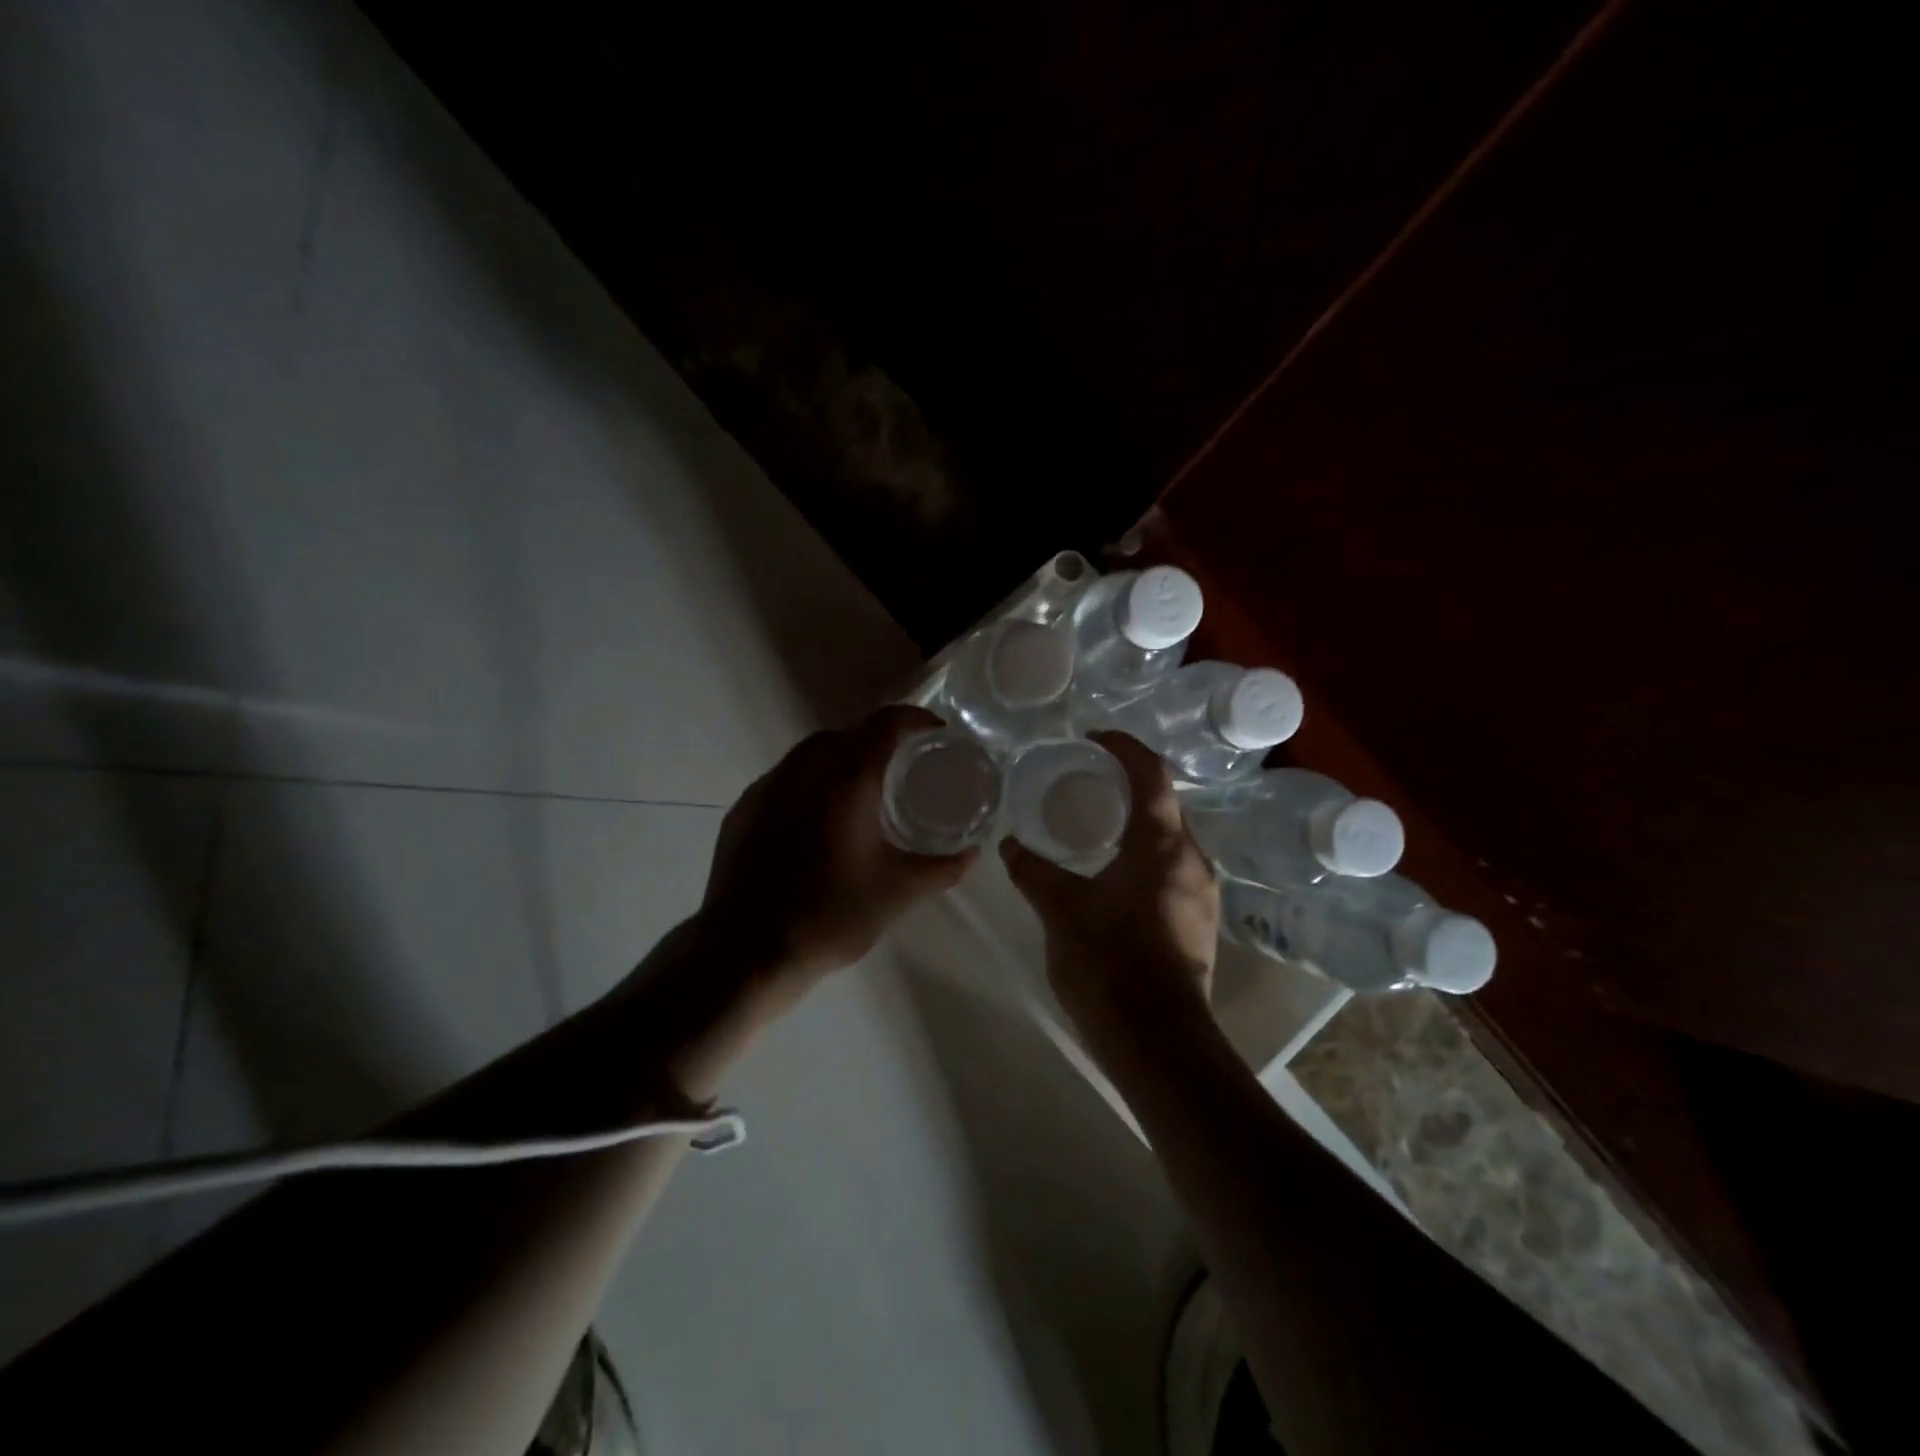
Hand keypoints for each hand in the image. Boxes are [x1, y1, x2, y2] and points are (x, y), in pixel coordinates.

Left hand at [698, 705, 977, 996]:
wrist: (746, 951)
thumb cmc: (830, 915)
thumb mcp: (898, 893)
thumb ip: (941, 868)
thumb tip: (971, 853)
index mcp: (846, 780)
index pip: (884, 724)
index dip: (914, 719)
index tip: (935, 734)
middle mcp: (804, 770)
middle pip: (846, 732)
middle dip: (877, 739)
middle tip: (901, 768)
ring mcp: (767, 788)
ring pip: (810, 752)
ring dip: (840, 758)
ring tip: (861, 791)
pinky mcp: (743, 810)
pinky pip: (784, 777)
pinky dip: (809, 781)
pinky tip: (817, 819)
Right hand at [999, 731, 1220, 1056]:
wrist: (1157, 1042)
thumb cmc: (1109, 964)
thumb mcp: (1060, 910)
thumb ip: (1033, 870)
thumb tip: (1010, 844)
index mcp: (1163, 845)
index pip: (1151, 774)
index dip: (1124, 747)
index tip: (1093, 738)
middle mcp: (1193, 860)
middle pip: (1166, 802)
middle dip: (1130, 782)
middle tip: (1087, 778)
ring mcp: (1202, 893)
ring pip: (1171, 837)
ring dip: (1138, 820)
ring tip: (1096, 821)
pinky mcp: (1199, 921)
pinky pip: (1172, 867)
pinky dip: (1145, 852)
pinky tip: (1114, 870)